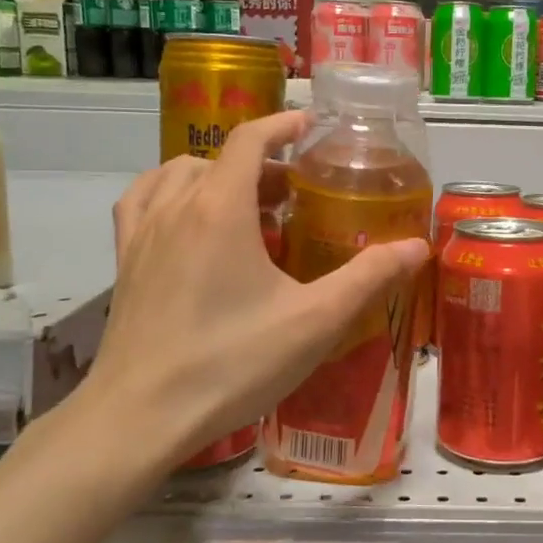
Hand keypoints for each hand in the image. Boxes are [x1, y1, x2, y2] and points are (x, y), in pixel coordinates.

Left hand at [76, 111, 428, 489]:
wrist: (140, 416)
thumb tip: (417, 247)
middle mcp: (176, 207)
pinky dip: (170, 193)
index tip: (310, 127)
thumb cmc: (232, 363)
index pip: (249, 140)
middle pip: (219, 159)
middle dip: (260, 162)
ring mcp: (142, 234)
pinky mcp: (125, 263)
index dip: (282, 125)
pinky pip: (143, 203)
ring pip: (178, 175)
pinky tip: (187, 221)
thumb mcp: (315, 321)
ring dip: (215, 174)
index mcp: (220, 209)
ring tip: (246, 204)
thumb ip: (369, 278)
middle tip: (295, 191)